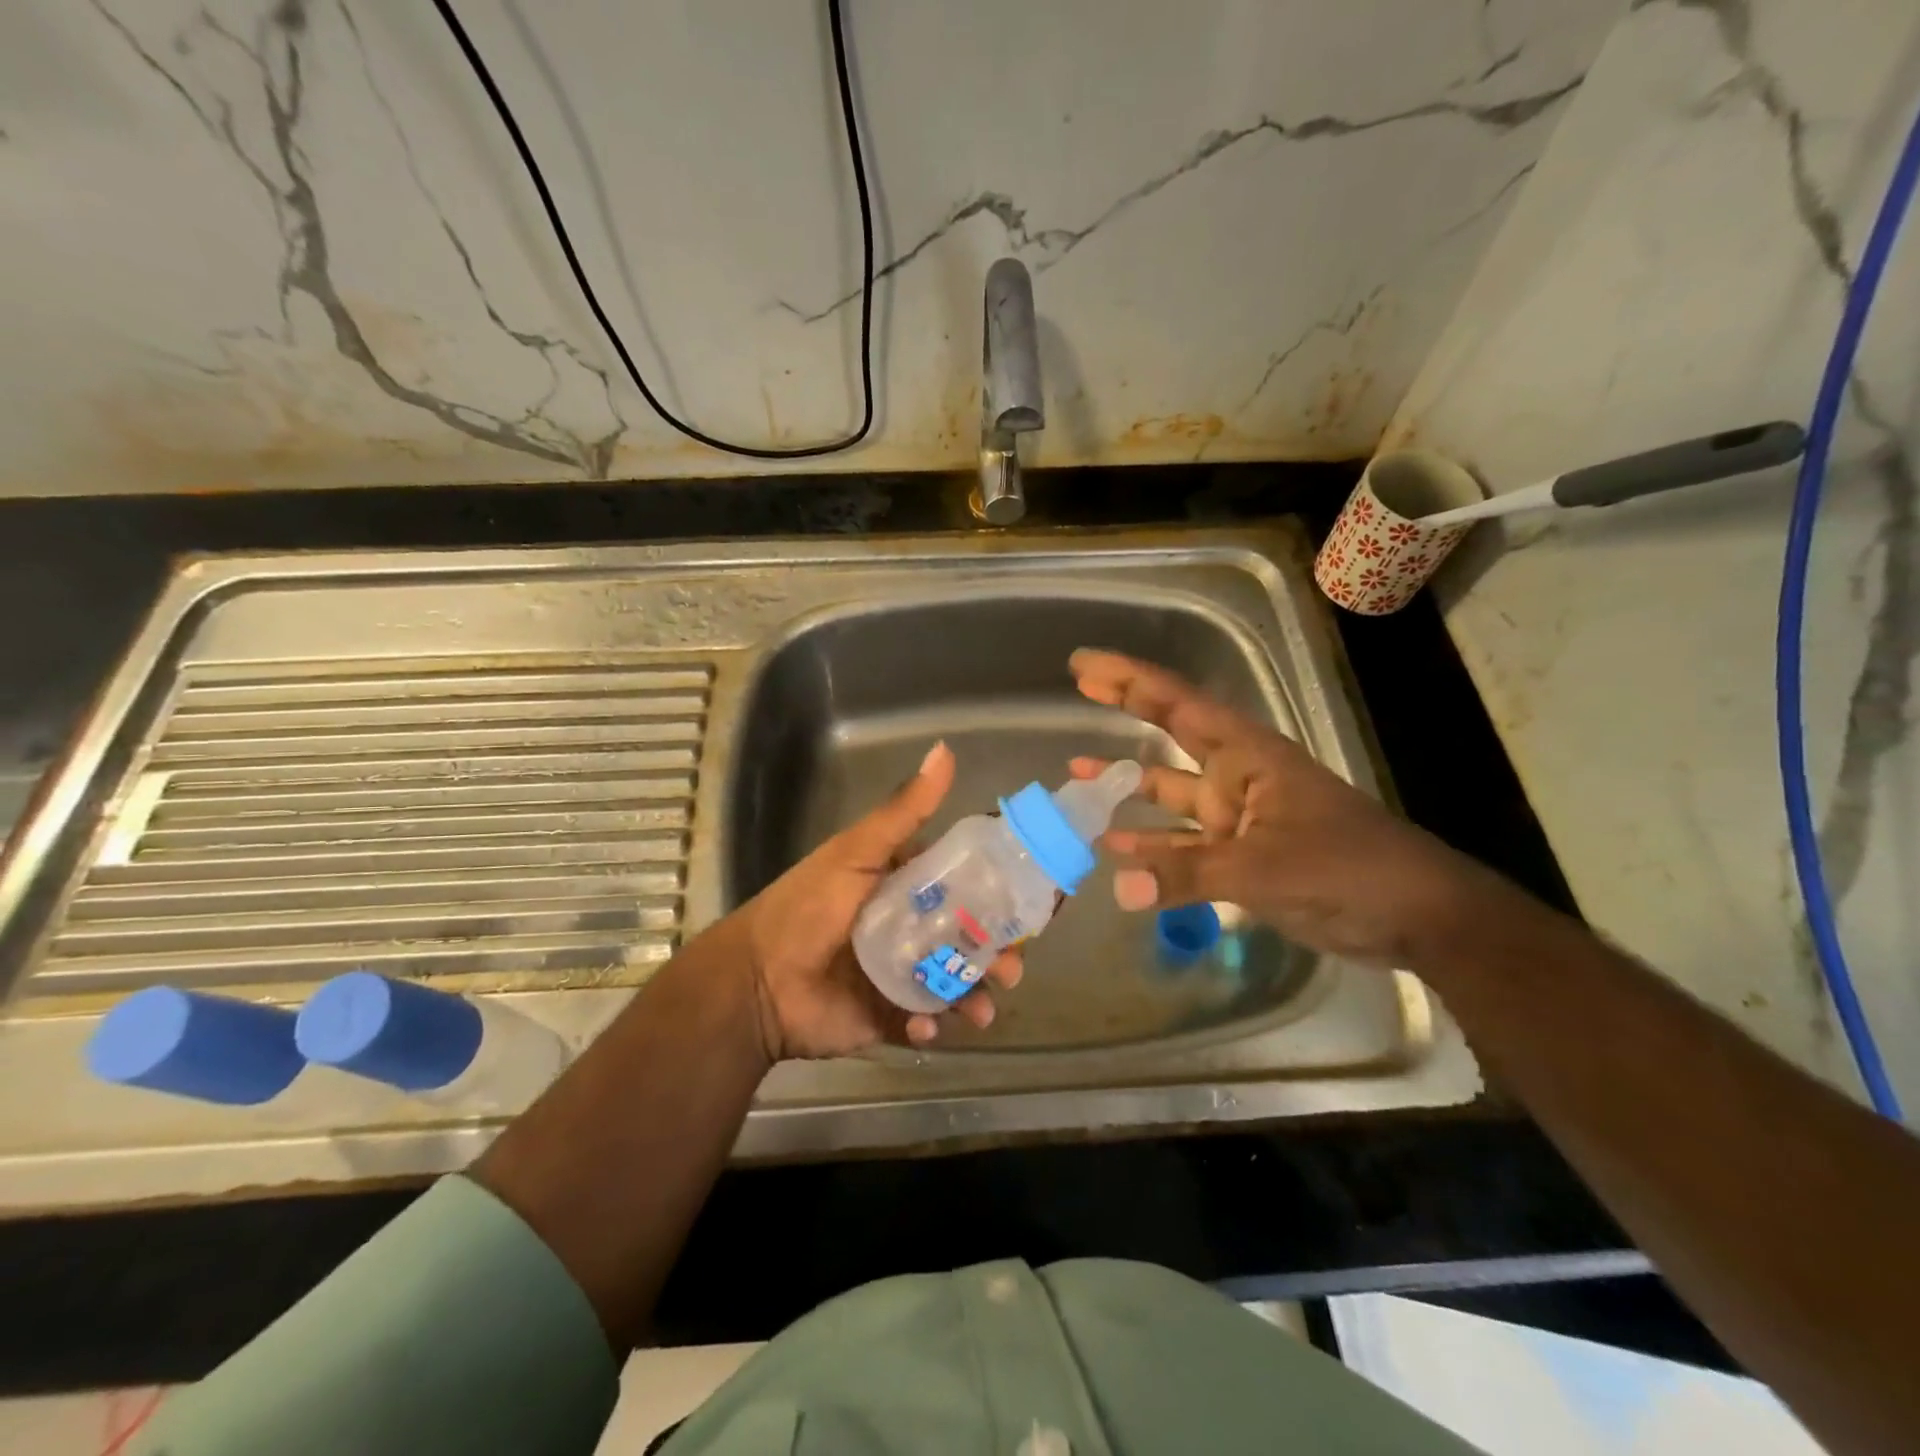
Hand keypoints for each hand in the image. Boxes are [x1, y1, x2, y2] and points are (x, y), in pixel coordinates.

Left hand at [733, 741, 1021, 1060]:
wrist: (757, 982)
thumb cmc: (809, 907)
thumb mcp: (858, 852)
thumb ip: (904, 810)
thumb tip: (945, 750)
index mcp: (906, 886)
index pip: (964, 884)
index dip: (998, 893)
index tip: (1032, 901)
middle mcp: (910, 928)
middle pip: (968, 937)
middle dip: (997, 952)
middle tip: (1012, 966)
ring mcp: (902, 973)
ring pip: (956, 981)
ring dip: (977, 994)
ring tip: (982, 1007)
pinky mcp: (890, 1015)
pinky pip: (926, 1020)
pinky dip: (934, 1025)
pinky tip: (927, 1026)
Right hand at [1069, 650, 1499, 964]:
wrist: (1415, 916)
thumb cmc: (1347, 869)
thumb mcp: (1264, 869)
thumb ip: (1188, 875)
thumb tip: (1118, 887)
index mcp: (1247, 756)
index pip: (1178, 704)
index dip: (1129, 680)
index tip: (1084, 665)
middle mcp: (1237, 776)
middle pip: (1170, 733)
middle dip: (1126, 709)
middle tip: (1078, 688)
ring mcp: (1239, 816)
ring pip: (1170, 794)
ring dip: (1128, 788)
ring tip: (1076, 781)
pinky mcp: (1241, 856)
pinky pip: (1183, 845)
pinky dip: (1152, 848)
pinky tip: (1116, 853)